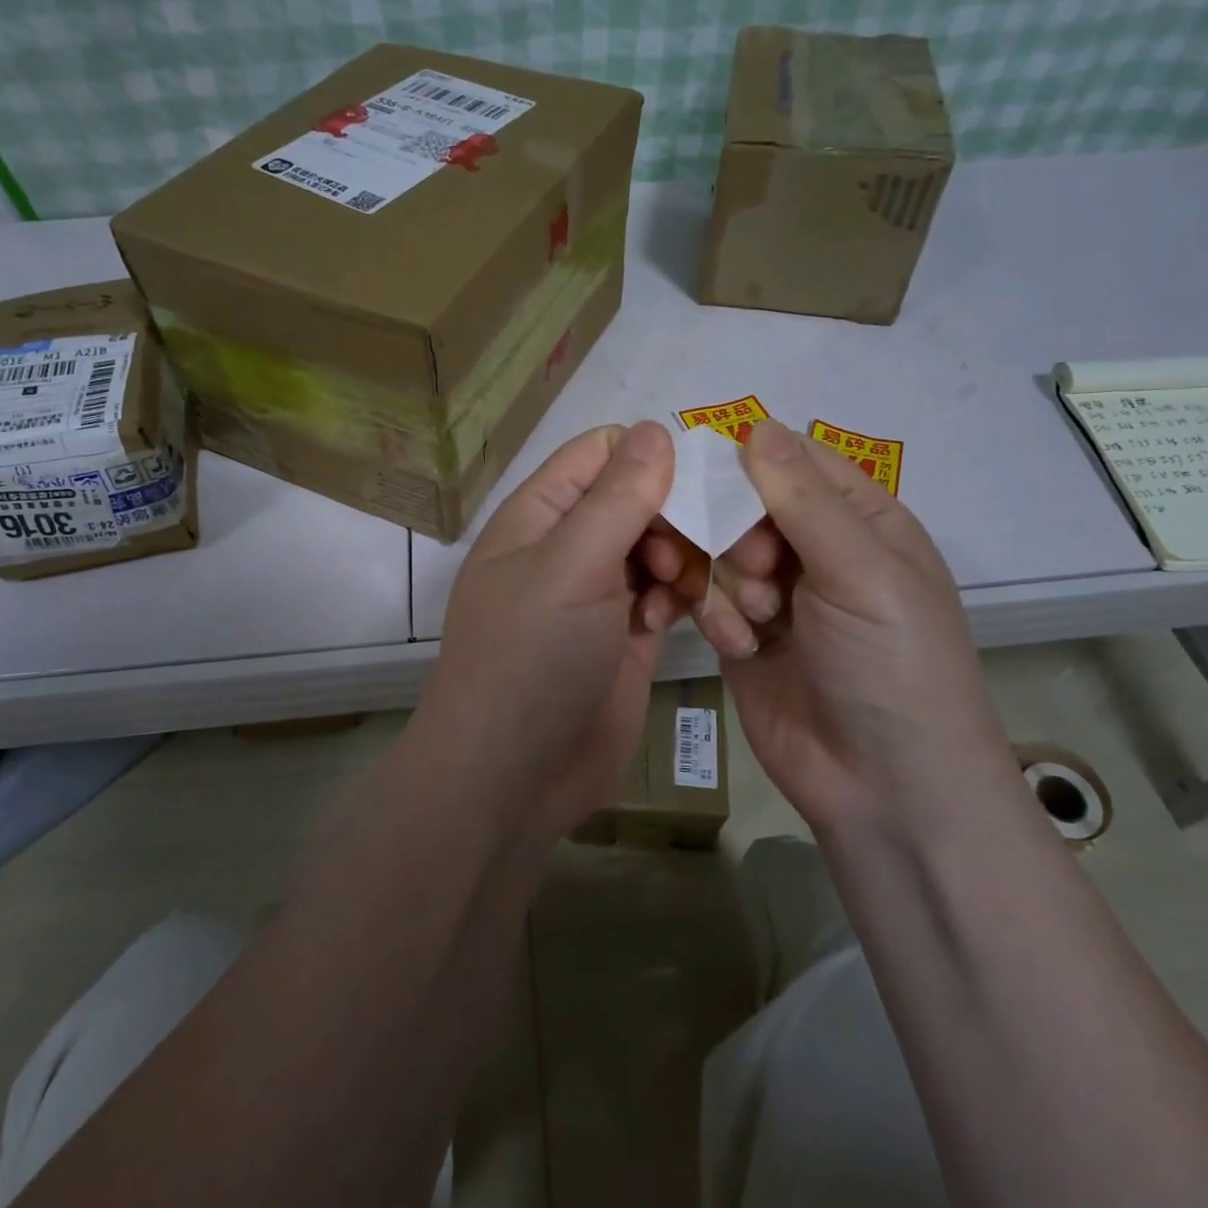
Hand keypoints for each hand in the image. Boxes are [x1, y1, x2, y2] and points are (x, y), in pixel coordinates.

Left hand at [417, 422, 688, 842]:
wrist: (513, 776)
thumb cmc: (531, 658)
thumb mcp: (571, 567)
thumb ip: (616, 498)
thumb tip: (654, 430)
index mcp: (540, 514)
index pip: (600, 453)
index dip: (648, 457)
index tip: (695, 484)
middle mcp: (569, 546)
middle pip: (637, 498)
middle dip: (675, 516)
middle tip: (692, 554)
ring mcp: (598, 593)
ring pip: (659, 547)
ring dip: (686, 560)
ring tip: (689, 592)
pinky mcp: (625, 636)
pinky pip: (665, 595)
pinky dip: (682, 598)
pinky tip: (681, 620)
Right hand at [689, 420, 1013, 833]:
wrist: (882, 788)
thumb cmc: (891, 666)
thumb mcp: (861, 572)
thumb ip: (804, 499)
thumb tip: (756, 425)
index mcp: (860, 520)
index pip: (792, 461)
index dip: (747, 464)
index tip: (706, 479)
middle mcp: (814, 549)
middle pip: (741, 504)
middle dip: (732, 533)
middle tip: (752, 573)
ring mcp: (774, 593)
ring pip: (714, 550)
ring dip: (720, 580)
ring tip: (748, 621)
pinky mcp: (740, 633)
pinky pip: (704, 598)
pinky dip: (710, 614)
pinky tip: (732, 645)